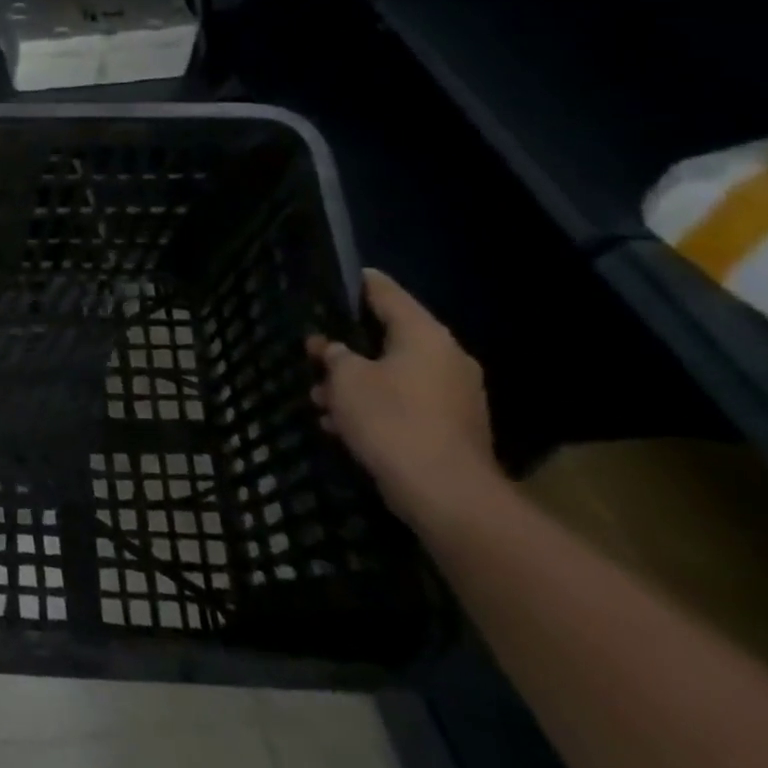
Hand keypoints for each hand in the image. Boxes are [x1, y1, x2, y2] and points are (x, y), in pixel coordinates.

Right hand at [308, 269, 502, 527]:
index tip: (345, 275)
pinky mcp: (450, 426)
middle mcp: (446, 358)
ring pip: (392, 375)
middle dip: (348, 348)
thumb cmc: (391, 420)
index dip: (363, 283)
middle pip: (389, 339)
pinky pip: (403, 403)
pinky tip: (341, 426)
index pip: (388, 295)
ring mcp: (453, 395)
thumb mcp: (346, 380)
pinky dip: (374, 407)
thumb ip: (334, 356)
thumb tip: (331, 348)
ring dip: (355, 384)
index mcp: (424, 336)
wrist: (445, 493)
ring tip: (319, 398)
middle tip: (314, 353)